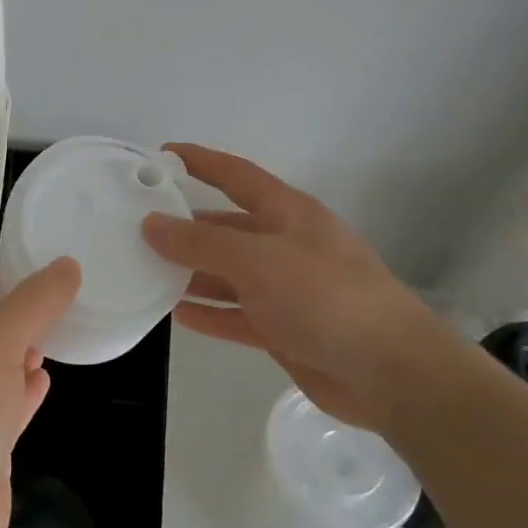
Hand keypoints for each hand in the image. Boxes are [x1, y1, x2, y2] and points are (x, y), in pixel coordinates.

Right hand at [141, 143, 453, 437]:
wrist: (389, 373)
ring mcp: (286, 289)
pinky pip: (237, 314)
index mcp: (288, 214)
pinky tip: (177, 313)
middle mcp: (286, 245)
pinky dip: (210, 312)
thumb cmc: (325, 298)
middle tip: (138, 227)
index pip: (236, 176)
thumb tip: (151, 224)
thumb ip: (201, 243)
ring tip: (146, 271)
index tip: (161, 154)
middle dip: (186, 226)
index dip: (201, 162)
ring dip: (192, 272)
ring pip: (228, 273)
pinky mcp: (285, 328)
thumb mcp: (258, 261)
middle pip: (227, 227)